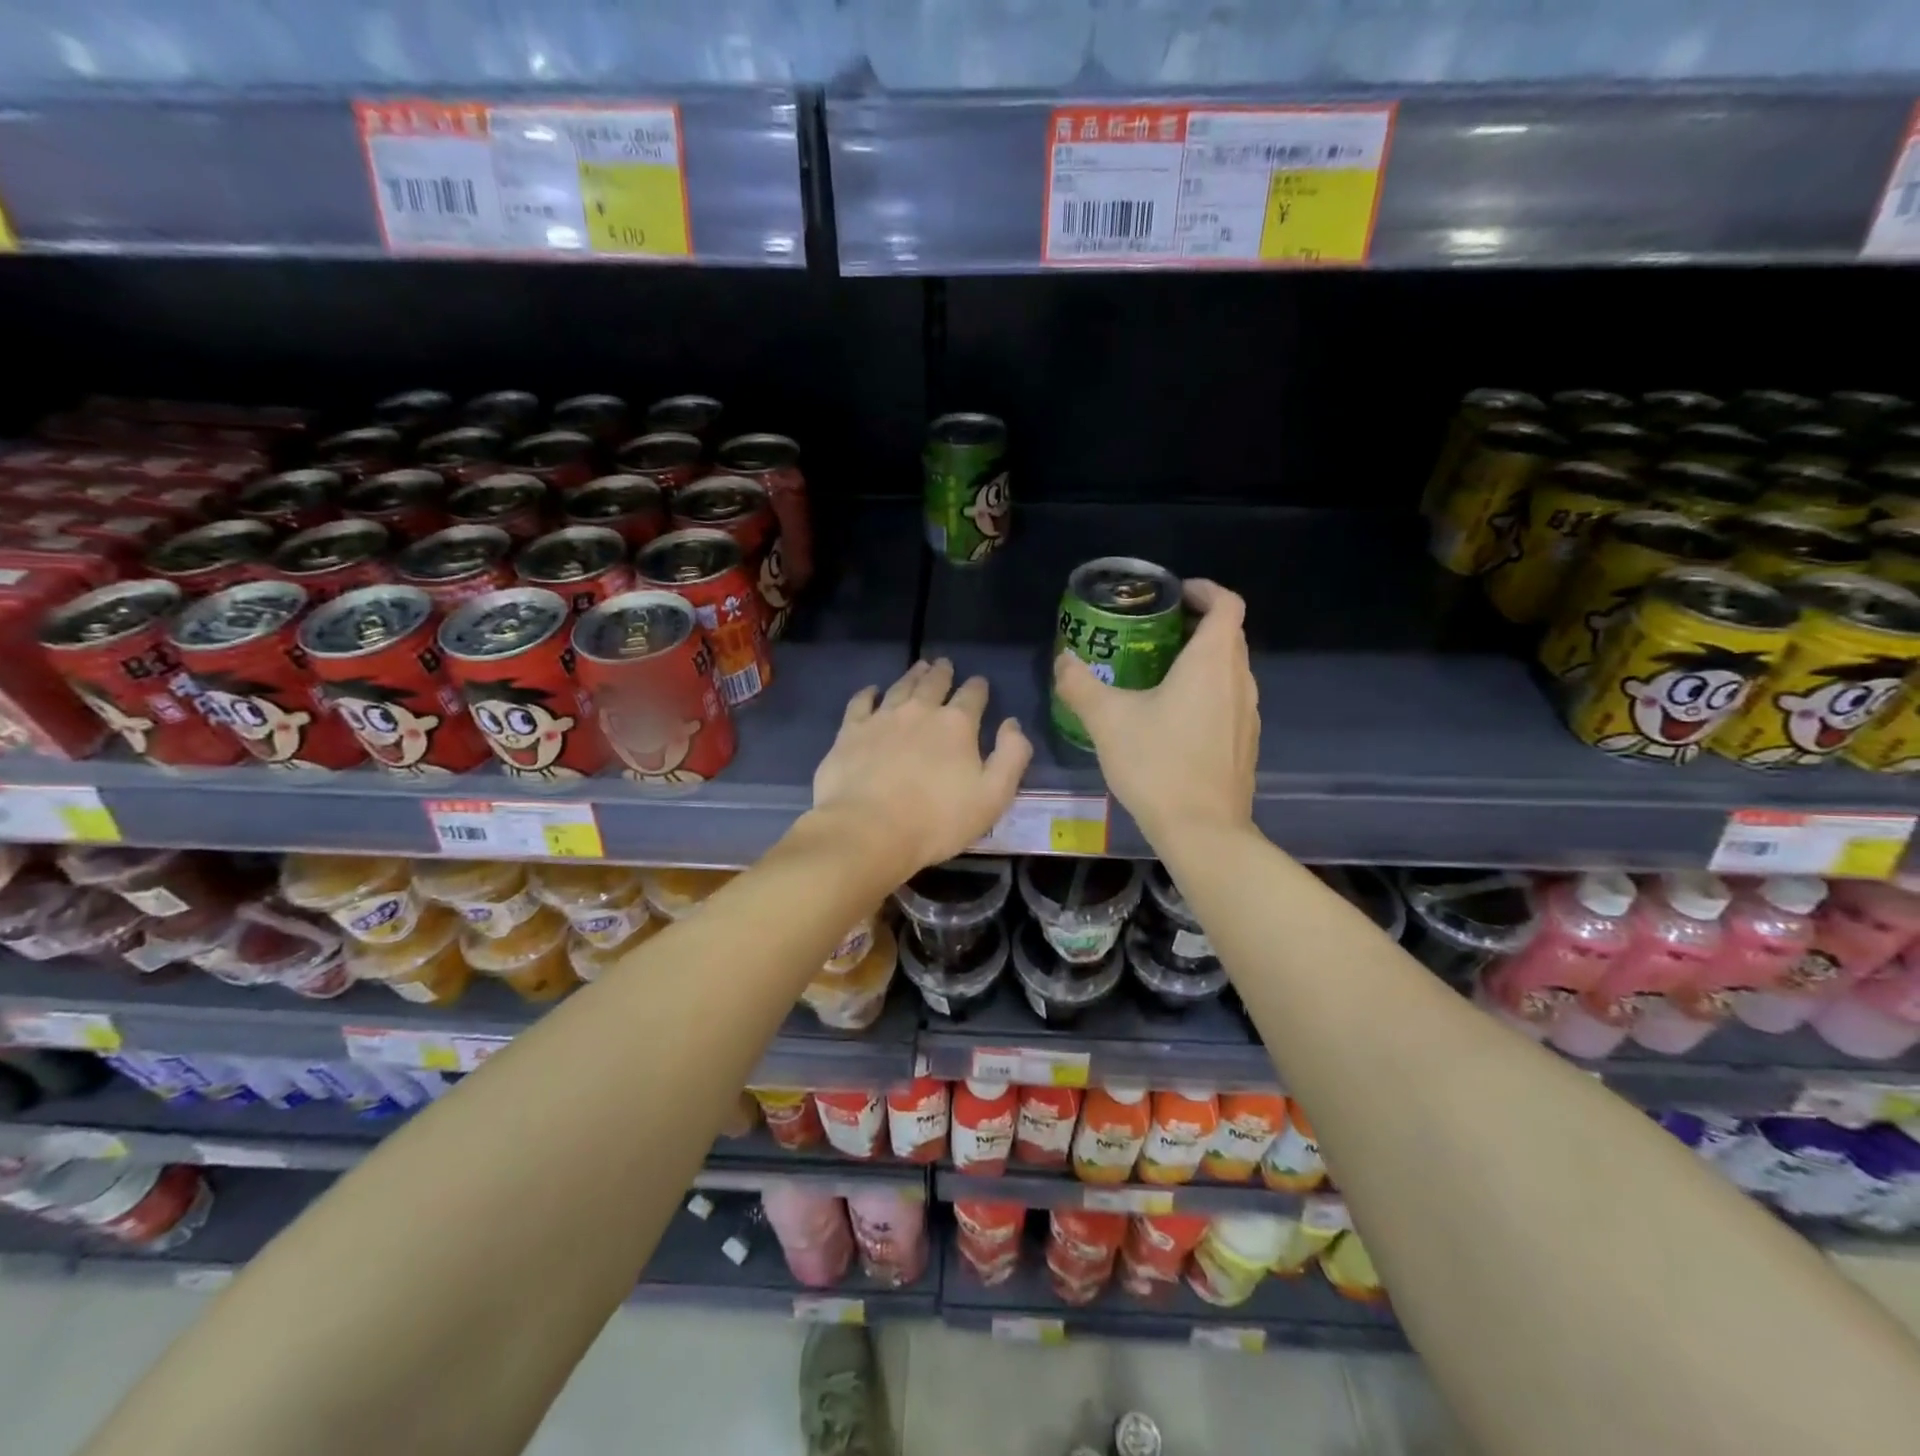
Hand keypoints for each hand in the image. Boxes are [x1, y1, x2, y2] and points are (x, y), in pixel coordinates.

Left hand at [812, 658, 1032, 872]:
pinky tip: (872, 691)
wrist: (870, 830)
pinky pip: (861, 702)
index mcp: (956, 725)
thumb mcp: (993, 796)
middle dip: (942, 673)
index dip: (978, 688)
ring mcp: (882, 718)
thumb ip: (1010, 757)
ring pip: (900, 687)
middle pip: (934, 684)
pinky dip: (868, 693)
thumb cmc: (938, 820)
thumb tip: (1012, 724)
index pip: (972, 696)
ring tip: (918, 668)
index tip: (980, 682)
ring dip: (912, 676)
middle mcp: (920, 711)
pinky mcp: (851, 732)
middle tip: (944, 664)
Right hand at [1052, 579, 1256, 842]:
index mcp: (1212, 662)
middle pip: (1229, 635)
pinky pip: (1229, 700)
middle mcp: (1239, 681)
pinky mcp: (1245, 744)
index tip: (1173, 595)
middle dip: (1196, 625)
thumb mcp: (1108, 721)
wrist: (1203, 831)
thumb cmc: (1158, 764)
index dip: (1204, 591)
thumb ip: (1081, 686)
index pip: (1226, 604)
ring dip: (1202, 660)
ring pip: (1230, 670)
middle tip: (1154, 632)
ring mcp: (1248, 714)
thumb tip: (1063, 661)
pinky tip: (1173, 718)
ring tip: (1160, 672)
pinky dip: (1207, 692)